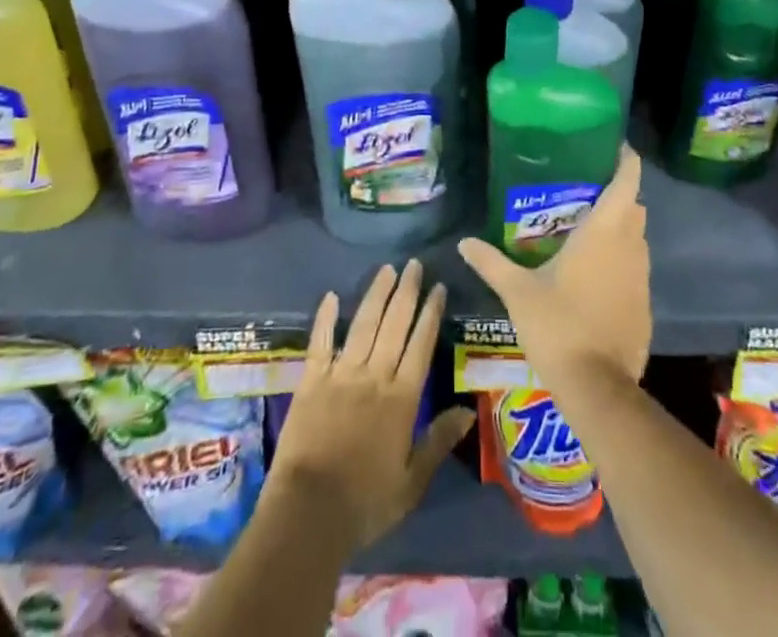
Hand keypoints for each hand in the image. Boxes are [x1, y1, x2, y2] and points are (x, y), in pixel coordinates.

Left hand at [267, 260, 474, 550]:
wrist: (309, 512)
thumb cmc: (366, 502)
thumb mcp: (412, 482)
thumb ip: (438, 441)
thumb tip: (468, 410)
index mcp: (401, 399)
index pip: (421, 345)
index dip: (431, 314)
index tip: (438, 287)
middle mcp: (374, 376)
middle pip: (394, 325)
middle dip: (406, 292)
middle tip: (414, 264)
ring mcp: (341, 374)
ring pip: (363, 324)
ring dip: (376, 295)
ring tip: (387, 269)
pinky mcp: (311, 380)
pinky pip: (320, 342)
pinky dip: (326, 318)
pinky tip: (331, 296)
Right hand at [458, 145, 650, 387]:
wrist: (597, 388)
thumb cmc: (558, 325)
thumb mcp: (517, 291)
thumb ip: (491, 262)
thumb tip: (464, 242)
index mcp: (604, 232)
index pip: (627, 181)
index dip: (626, 160)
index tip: (613, 147)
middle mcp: (630, 247)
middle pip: (634, 207)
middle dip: (617, 195)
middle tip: (585, 191)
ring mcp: (642, 278)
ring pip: (637, 239)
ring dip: (620, 230)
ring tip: (586, 230)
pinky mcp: (645, 306)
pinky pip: (636, 270)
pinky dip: (621, 263)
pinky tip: (594, 276)